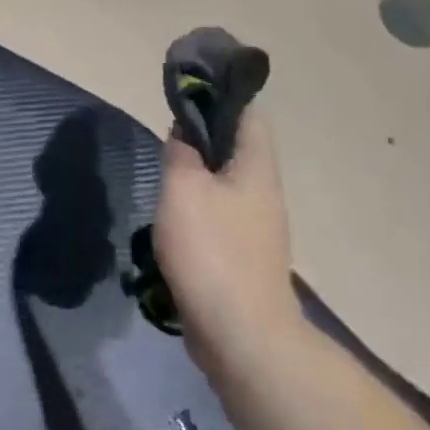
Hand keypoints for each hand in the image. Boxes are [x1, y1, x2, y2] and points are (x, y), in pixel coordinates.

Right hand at [154, 113, 303, 381]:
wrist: (242, 336)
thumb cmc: (212, 250)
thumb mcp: (183, 187)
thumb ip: (180, 151)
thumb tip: (183, 133)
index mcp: (256, 167)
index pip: (249, 113)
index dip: (220, 96)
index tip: (186, 93)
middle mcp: (264, 191)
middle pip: (237, 147)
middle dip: (204, 135)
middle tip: (167, 134)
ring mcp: (258, 227)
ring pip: (227, 182)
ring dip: (198, 173)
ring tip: (165, 174)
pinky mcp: (245, 256)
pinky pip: (222, 215)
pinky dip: (199, 206)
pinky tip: (174, 217)